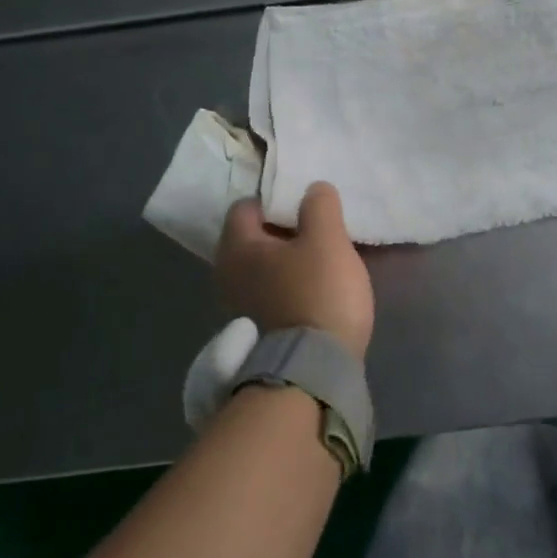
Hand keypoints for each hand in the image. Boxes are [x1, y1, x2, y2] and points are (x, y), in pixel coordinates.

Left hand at [216, 182, 373, 359]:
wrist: (315, 368)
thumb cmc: (318, 293)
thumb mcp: (327, 239)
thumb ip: (320, 206)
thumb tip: (313, 189)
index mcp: (238, 247)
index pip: (246, 206)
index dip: (275, 199)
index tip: (306, 204)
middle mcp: (228, 274)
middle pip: (255, 237)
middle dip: (285, 229)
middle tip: (319, 228)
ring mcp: (241, 305)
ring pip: (265, 266)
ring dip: (290, 259)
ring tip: (324, 258)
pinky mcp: (259, 329)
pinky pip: (274, 291)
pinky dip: (292, 284)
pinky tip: (318, 287)